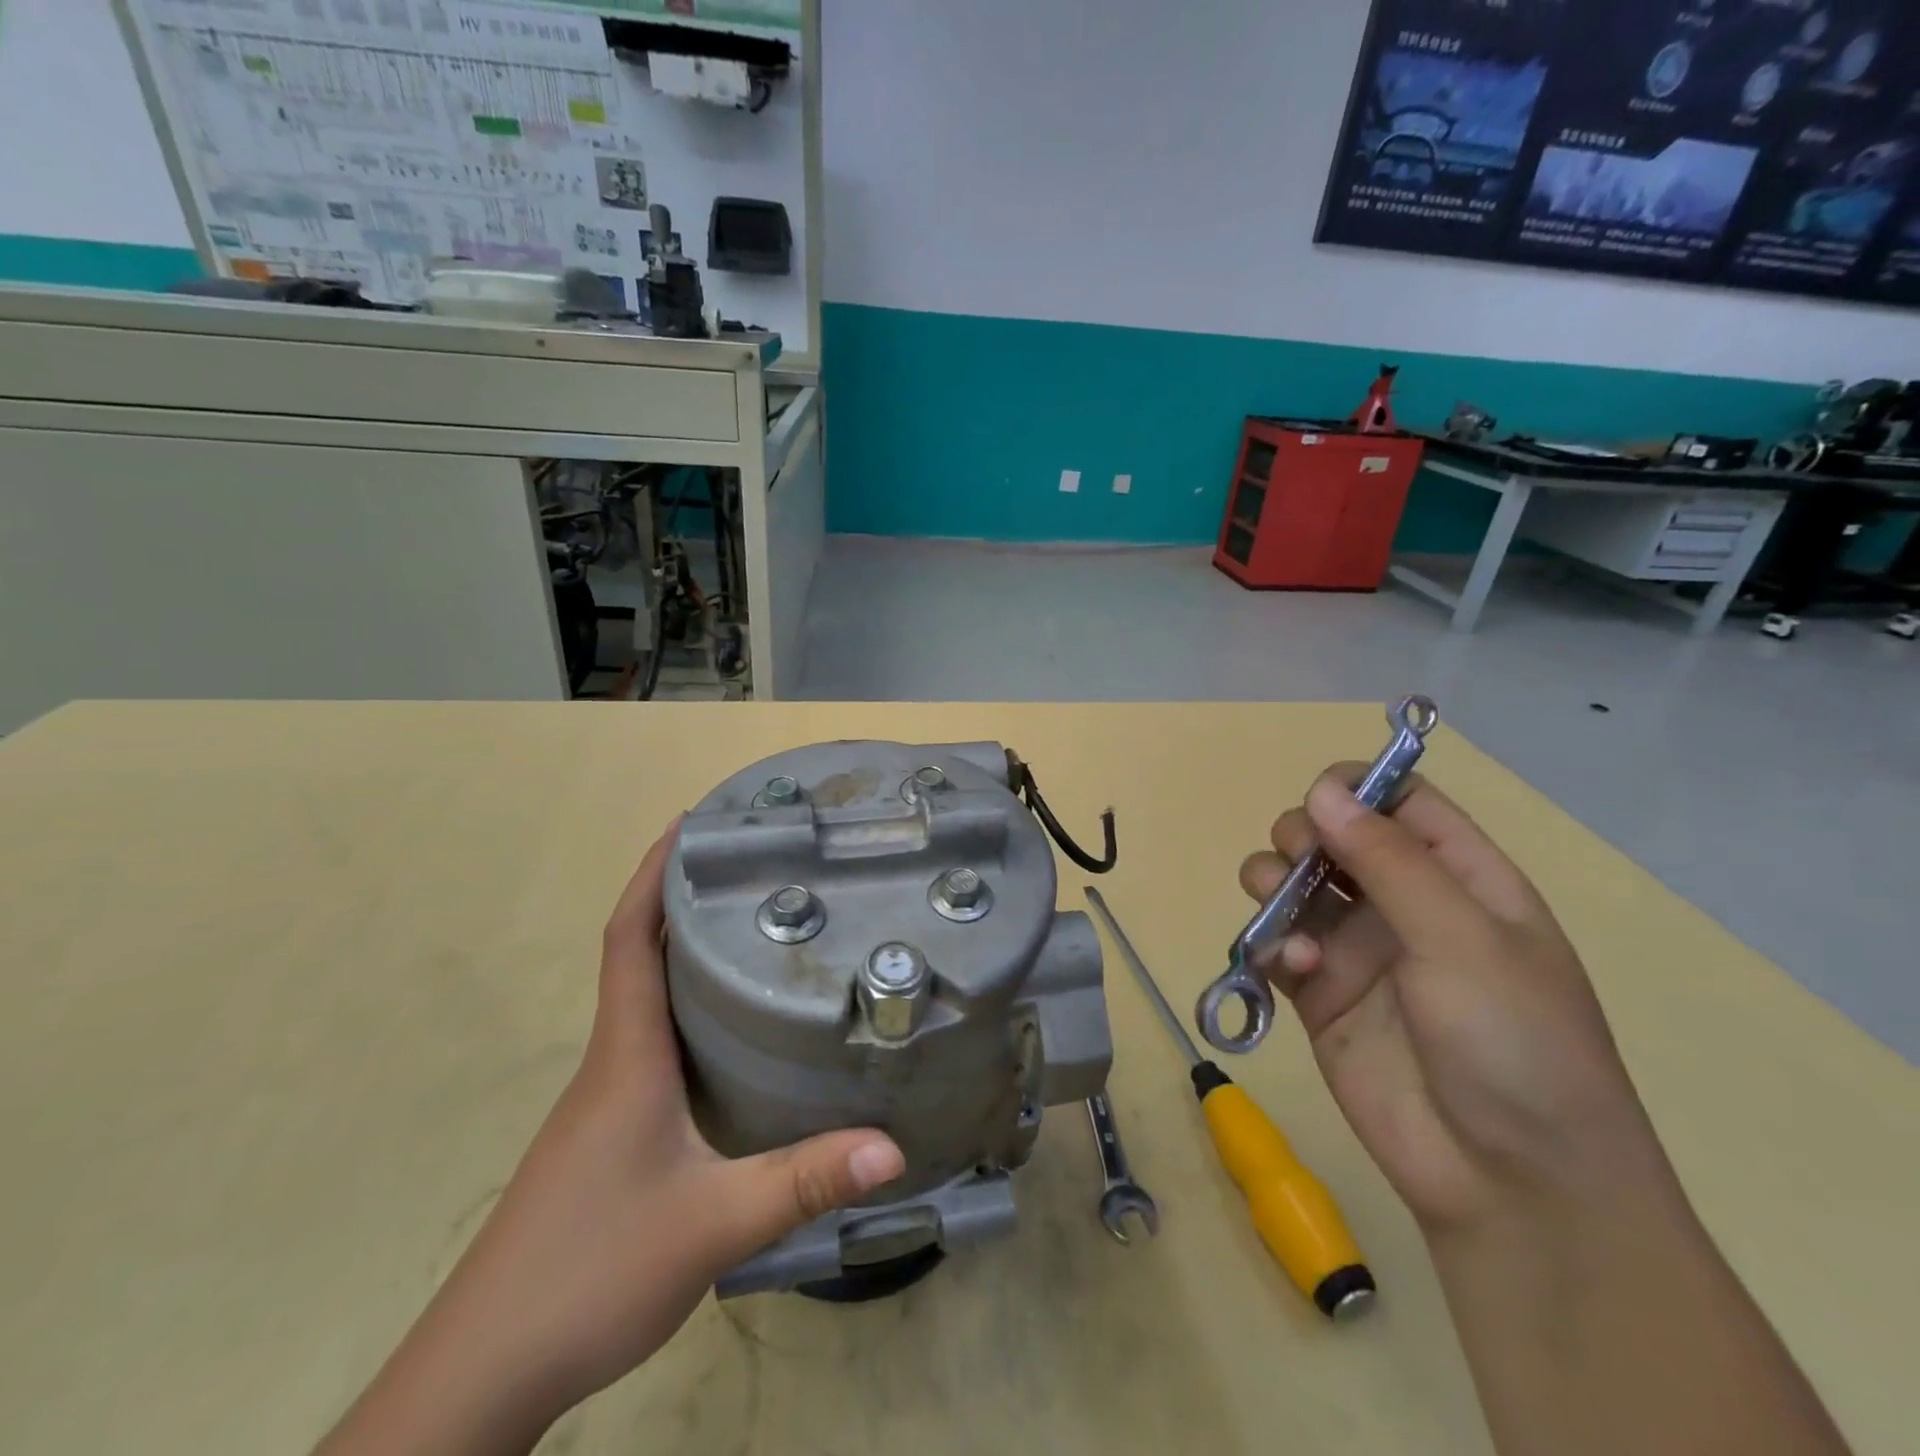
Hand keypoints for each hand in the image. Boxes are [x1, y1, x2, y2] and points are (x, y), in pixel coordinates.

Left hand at [316, 823, 904, 1455]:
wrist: (484, 1371)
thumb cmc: (589, 1271)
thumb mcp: (711, 1223)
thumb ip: (802, 1180)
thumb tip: (892, 1147)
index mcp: (627, 1054)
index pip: (630, 938)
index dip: (653, 874)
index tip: (692, 823)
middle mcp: (614, 1060)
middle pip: (641, 954)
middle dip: (683, 898)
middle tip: (750, 865)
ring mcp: (608, 1098)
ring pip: (649, 1000)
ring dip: (685, 952)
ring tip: (754, 928)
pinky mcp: (614, 1131)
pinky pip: (655, 1042)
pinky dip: (689, 1009)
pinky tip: (735, 1030)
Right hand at [1242, 770, 1669, 1232]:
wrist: (1509, 1183)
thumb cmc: (1514, 1044)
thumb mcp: (1463, 939)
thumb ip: (1387, 859)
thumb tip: (1321, 789)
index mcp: (1462, 879)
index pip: (1402, 801)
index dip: (1358, 787)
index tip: (1320, 799)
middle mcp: (1405, 903)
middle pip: (1333, 833)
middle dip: (1304, 834)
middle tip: (1300, 860)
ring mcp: (1357, 948)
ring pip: (1292, 882)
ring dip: (1274, 882)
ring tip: (1280, 914)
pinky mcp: (1318, 993)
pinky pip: (1275, 943)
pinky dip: (1270, 944)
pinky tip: (1289, 968)